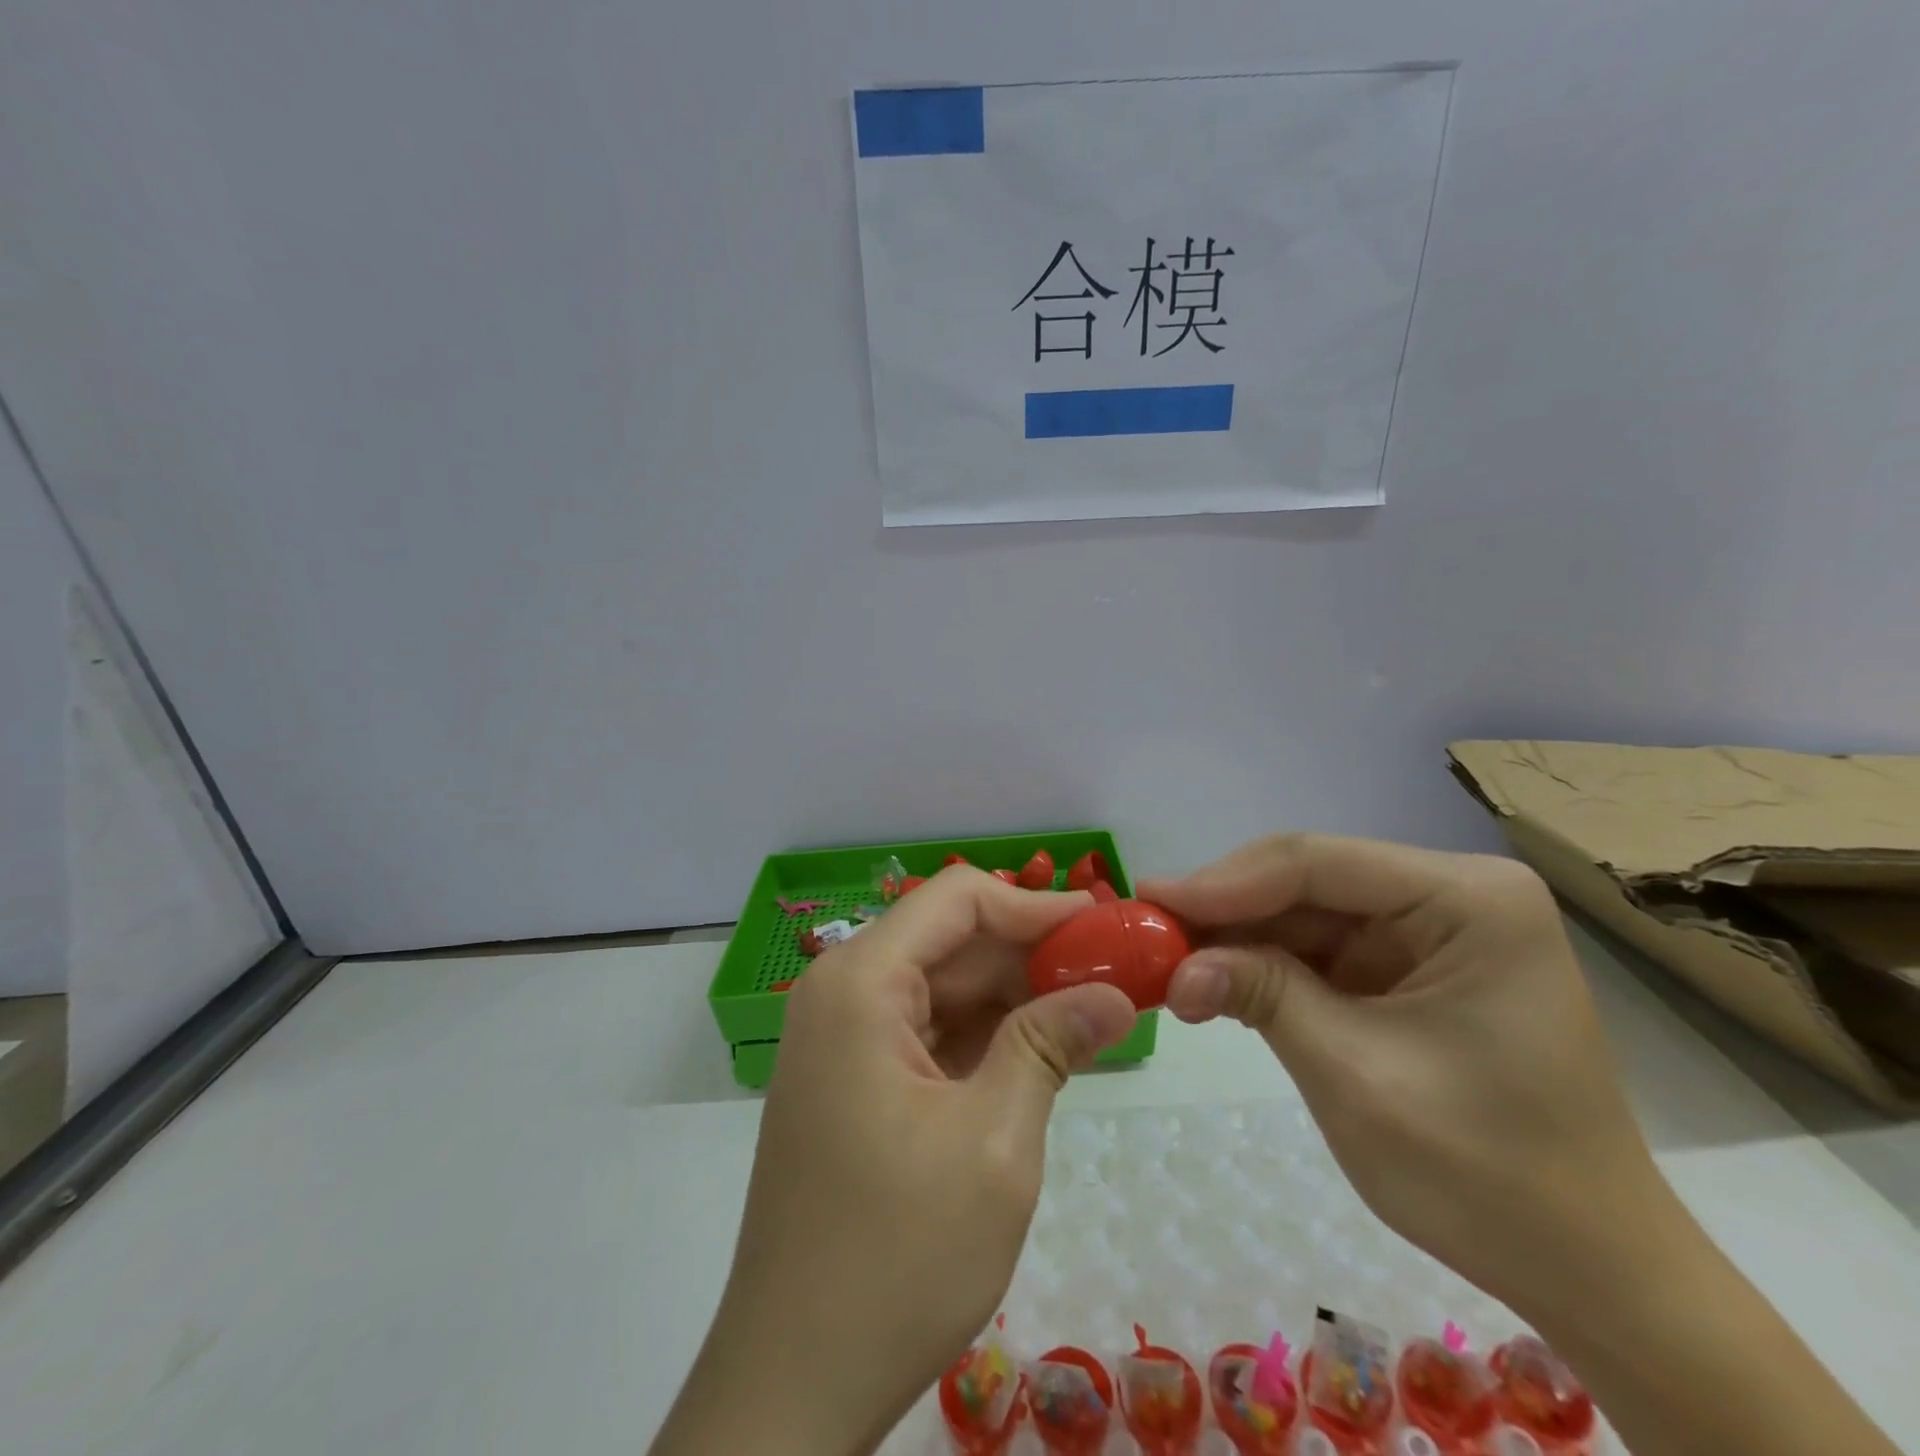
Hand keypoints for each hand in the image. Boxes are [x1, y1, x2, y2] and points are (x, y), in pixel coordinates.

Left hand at [651, 867, 1137, 1455]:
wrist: (793, 1381)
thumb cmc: (897, 1255)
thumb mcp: (994, 1142)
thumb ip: (1049, 1045)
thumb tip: (1114, 994)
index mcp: (861, 983)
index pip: (957, 899)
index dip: (1034, 905)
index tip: (1103, 926)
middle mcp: (842, 993)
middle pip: (949, 939)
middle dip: (1030, 951)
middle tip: (1112, 971)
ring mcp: (842, 1039)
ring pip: (941, 985)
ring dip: (1012, 993)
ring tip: (1091, 1006)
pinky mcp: (853, 1081)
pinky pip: (927, 1030)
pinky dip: (984, 1033)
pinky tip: (1041, 1047)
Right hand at [1145, 836, 1905, 1455]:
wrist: (1589, 1272)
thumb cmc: (1489, 1176)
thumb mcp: (1357, 1077)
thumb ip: (1262, 996)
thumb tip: (1174, 966)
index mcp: (1469, 900)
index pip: (1318, 862)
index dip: (1223, 880)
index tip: (1148, 903)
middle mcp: (1449, 896)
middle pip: (1306, 880)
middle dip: (1224, 911)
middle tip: (1145, 935)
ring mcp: (1427, 930)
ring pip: (1302, 912)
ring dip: (1235, 940)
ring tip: (1166, 963)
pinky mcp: (1405, 967)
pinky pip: (1317, 949)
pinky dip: (1262, 966)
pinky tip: (1213, 982)